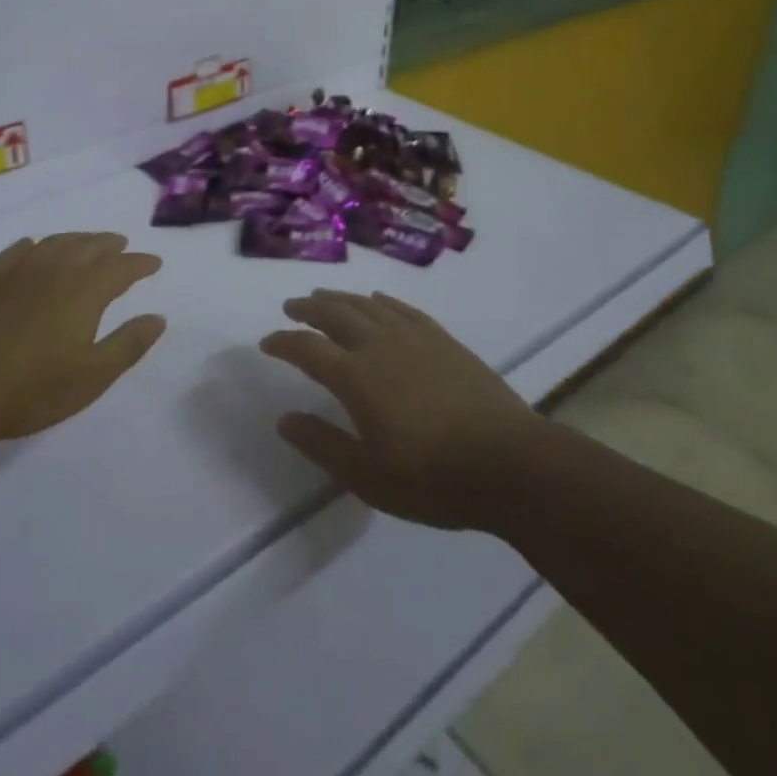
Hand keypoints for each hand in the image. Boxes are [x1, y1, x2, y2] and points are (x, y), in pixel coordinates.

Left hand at [0, 233, 165, 450]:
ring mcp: (18, 272)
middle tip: (122, 245)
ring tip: (87, 243)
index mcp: (85, 291)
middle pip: (89, 247)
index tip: (154, 263)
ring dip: (77, 239)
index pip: (121, 268)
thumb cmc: (31, 390)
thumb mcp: (92, 377)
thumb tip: (157, 317)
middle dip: (110, 245)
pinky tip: (33, 248)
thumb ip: (128, 345)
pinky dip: (34, 245)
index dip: (140, 264)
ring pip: (55, 243)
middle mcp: (55, 271)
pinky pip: (17, 251)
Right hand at [260, 289, 537, 528]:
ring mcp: (414, 337)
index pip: (308, 349)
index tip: (267, 342)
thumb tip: (284, 419)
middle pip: (335, 314)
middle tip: (291, 306)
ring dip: (340, 298)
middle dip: (308, 308)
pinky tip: (376, 301)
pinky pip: (402, 309)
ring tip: (324, 296)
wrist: (510, 463)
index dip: (283, 342)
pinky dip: (382, 301)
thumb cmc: (433, 478)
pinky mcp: (442, 339)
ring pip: (366, 306)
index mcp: (357, 377)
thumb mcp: (368, 476)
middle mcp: (379, 346)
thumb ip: (322, 445)